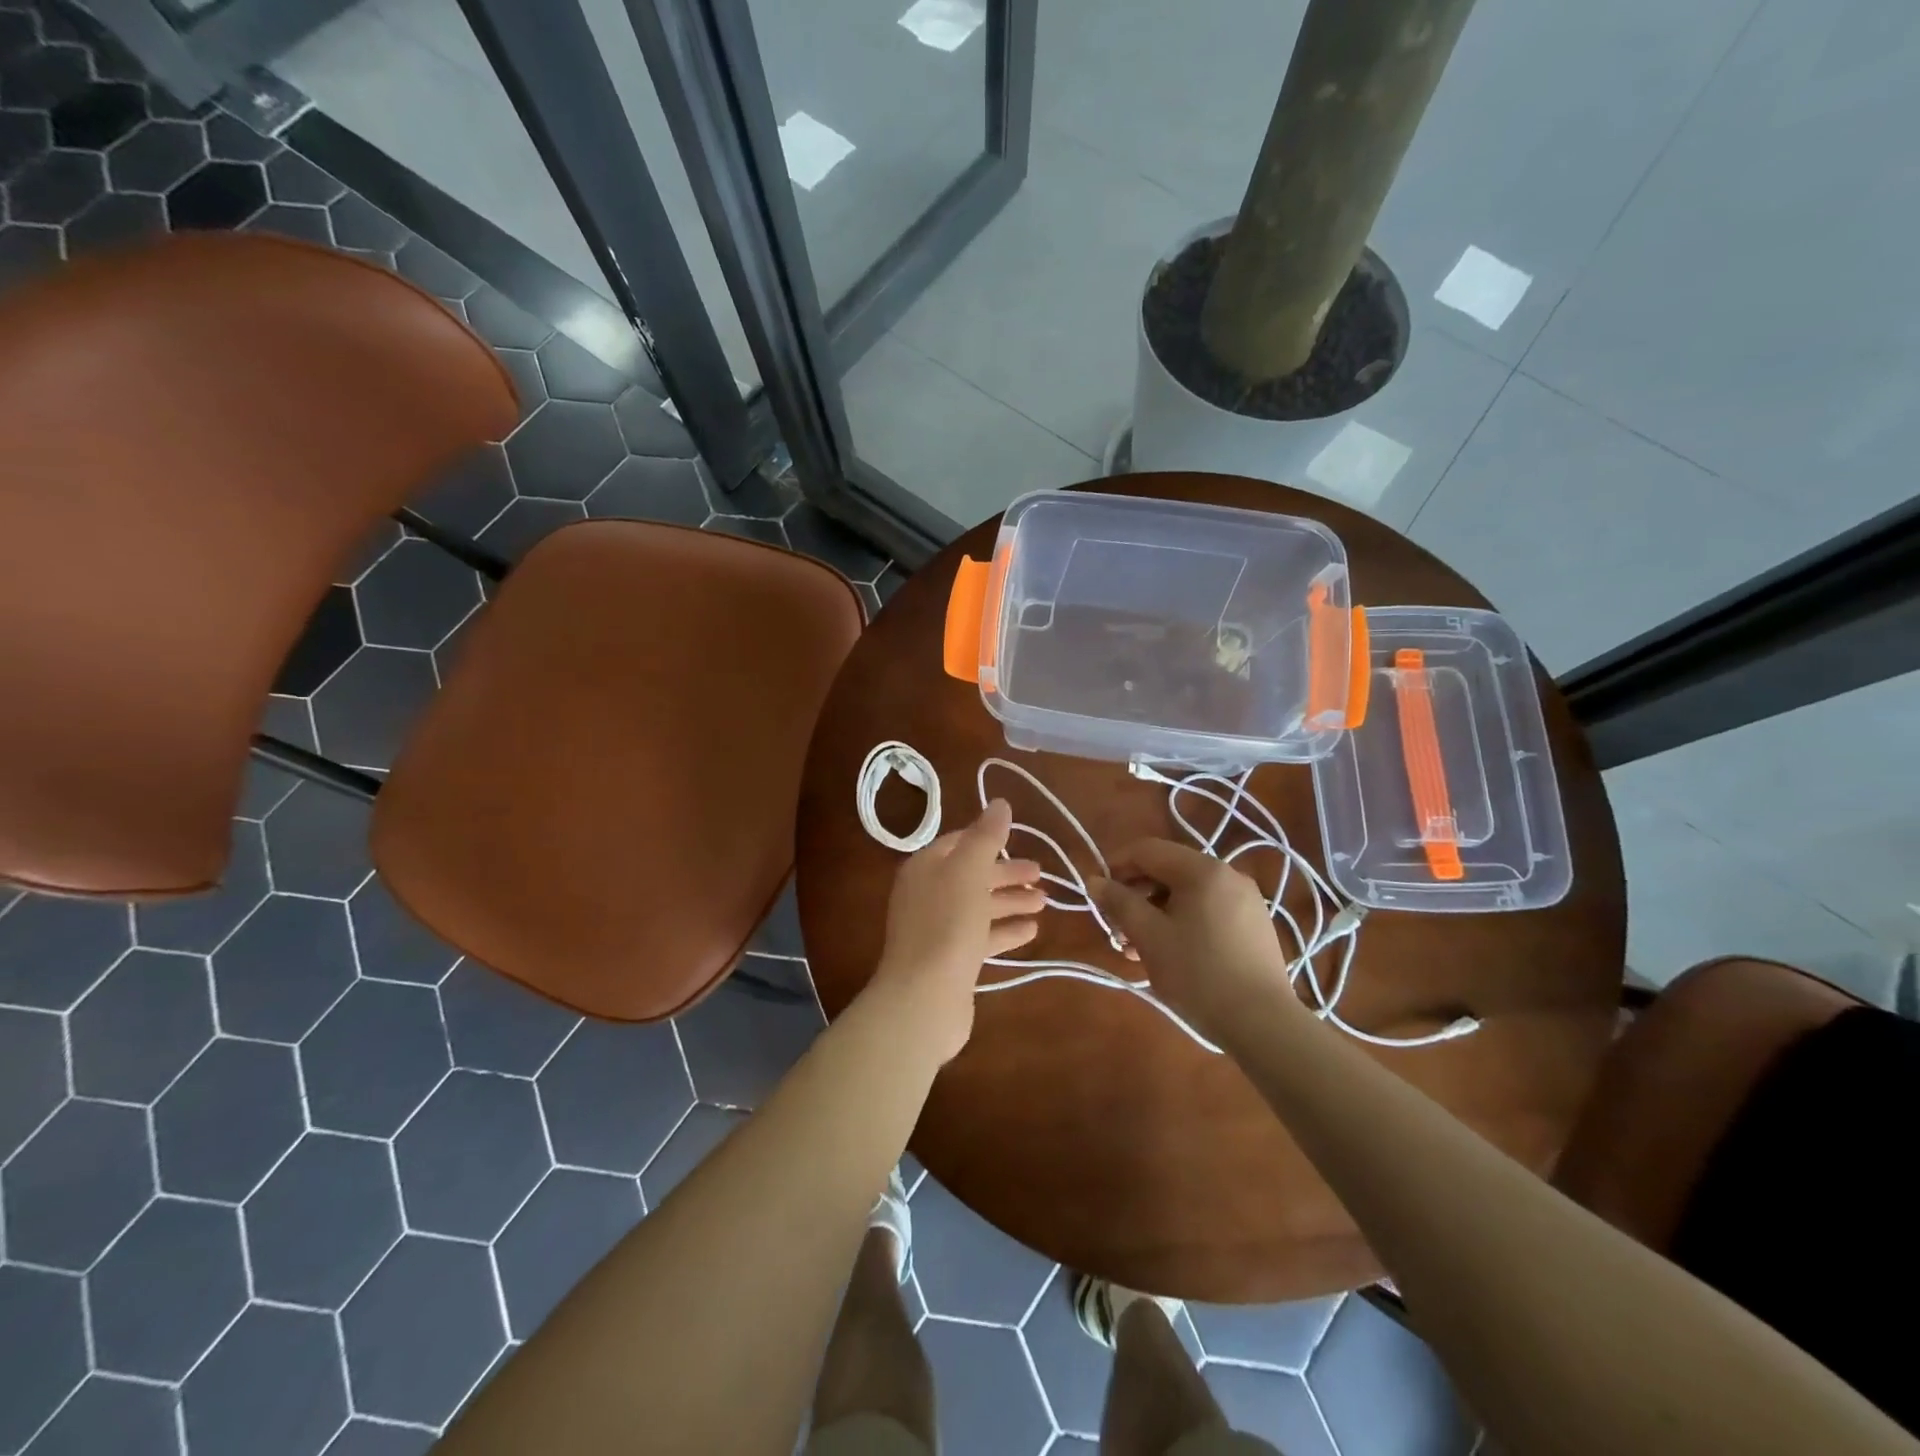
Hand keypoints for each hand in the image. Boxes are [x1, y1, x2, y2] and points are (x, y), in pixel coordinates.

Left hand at [865, 800, 1044, 1062]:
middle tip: (1040, 874)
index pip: (958, 843)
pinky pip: (981, 936)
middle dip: (1005, 874)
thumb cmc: (947, 925)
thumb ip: (986, 837)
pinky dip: (1005, 931)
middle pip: (971, 876)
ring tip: (1044, 902)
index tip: (1018, 840)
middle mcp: (927, 895)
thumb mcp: (969, 871)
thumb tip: (999, 803)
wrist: (923, 997)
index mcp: (925, 868)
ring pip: (978, 907)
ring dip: (1010, 902)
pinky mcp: (949, 960)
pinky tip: (1031, 931)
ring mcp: (936, 929)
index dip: (988, 840)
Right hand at [1094, 838, 1295, 1043]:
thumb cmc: (1198, 974)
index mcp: (1203, 869)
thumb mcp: (1149, 936)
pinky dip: (1181, 922)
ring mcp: (1246, 900)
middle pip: (1168, 870)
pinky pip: (1207, 910)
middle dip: (1136, 895)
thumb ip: (1119, 903)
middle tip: (1117, 930)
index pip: (1147, 850)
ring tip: (1136, 949)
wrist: (1263, 1024)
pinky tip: (1169, 954)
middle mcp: (1228, 874)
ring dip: (1155, 913)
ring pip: (1187, 894)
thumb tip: (1094, 880)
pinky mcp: (1253, 926)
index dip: (1116, 866)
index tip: (1098, 896)